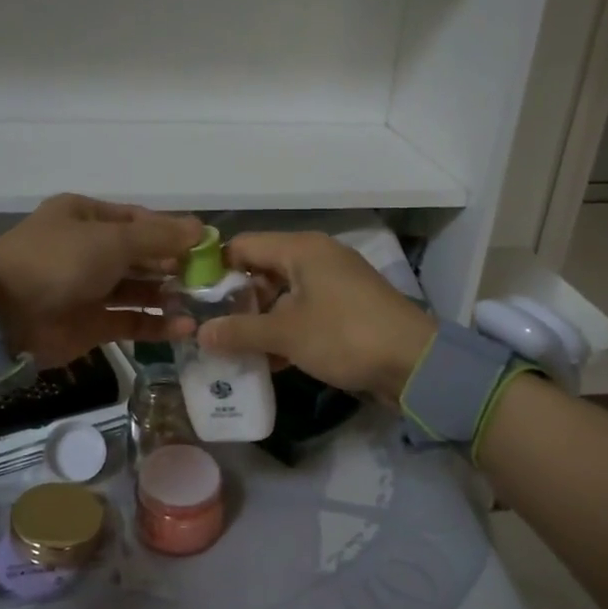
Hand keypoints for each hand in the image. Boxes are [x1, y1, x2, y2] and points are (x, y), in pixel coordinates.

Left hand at [0, 195, 205, 368]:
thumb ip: (159, 238)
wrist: (3, 315)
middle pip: (143, 255)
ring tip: (204, 304)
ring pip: (140, 289)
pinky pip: (131, 320)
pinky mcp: (92, 324)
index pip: (141, 220)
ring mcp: (90, 288)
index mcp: (87, 217)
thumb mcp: (112, 240)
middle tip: (213, 280)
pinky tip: (185, 328)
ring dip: (170, 296)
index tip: (208, 246)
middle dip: (176, 266)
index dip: (174, 232)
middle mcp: (90, 250)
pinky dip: (157, 324)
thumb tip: (201, 228)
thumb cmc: (58, 262)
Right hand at [196, 232, 436, 400]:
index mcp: (301, 249)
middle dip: (235, 300)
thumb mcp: (287, 334)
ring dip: (259, 320)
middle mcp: (316, 258)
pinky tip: (266, 360)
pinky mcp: (345, 308)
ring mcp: (333, 283)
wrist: (415, 363)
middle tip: (209, 328)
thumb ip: (240, 331)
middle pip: (262, 270)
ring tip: (230, 347)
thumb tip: (200, 333)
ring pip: (282, 294)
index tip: (191, 297)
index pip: (243, 245)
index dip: (214, 268)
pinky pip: (303, 312)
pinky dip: (284, 330)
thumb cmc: (345, 336)